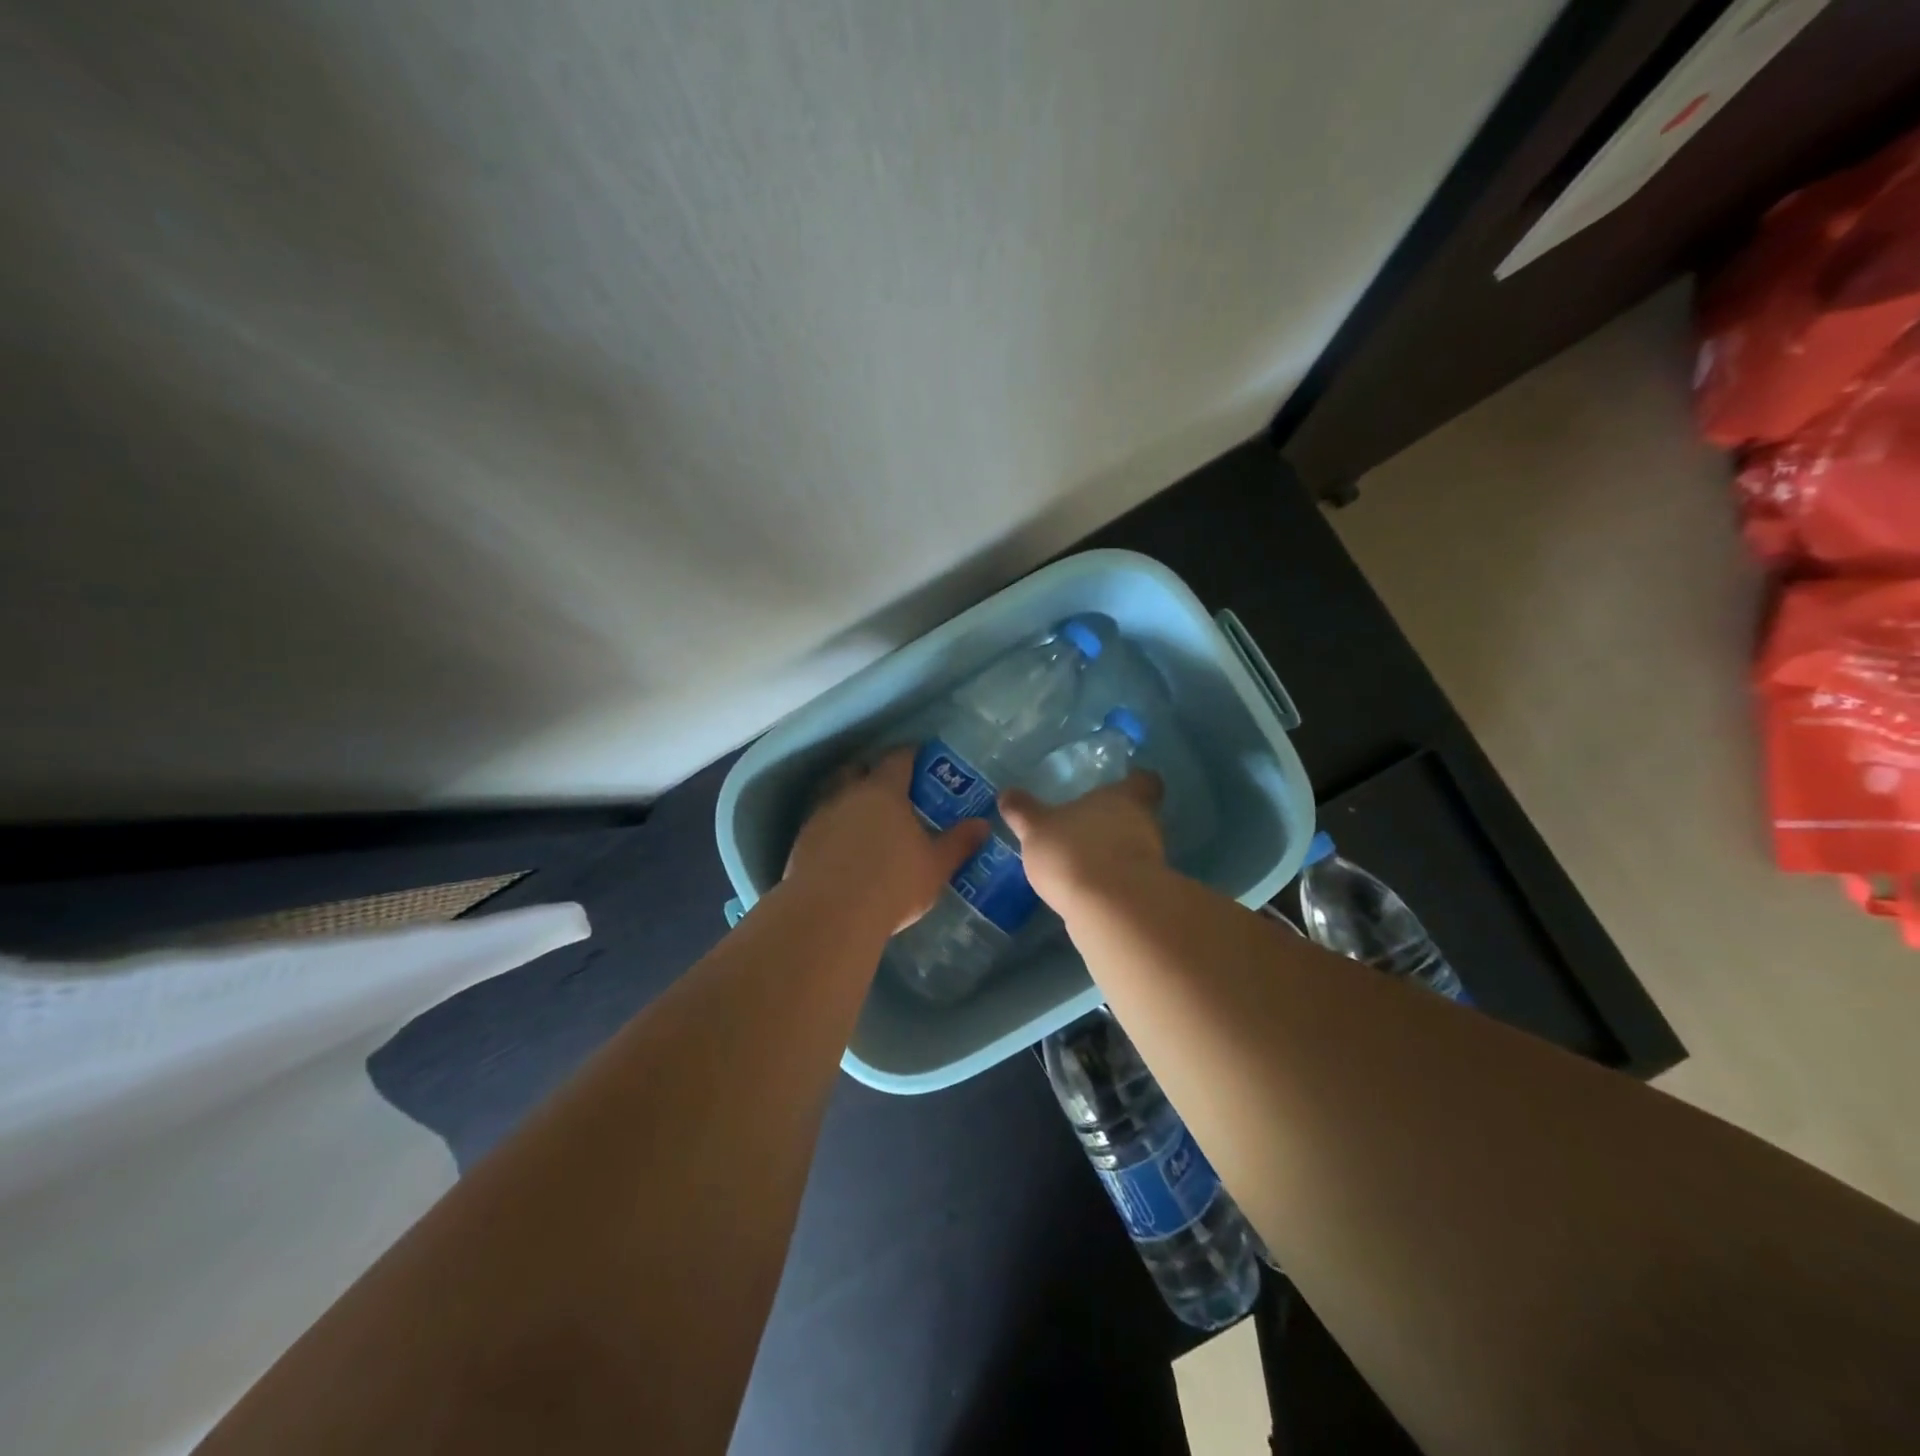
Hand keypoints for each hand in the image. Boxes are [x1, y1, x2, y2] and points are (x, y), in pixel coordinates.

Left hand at [785, 748, 989, 934]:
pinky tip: (841, 845)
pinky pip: (819, 822)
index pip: (898, 758)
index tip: (920, 758)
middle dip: (872, 772)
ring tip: (863, 817)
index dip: (910, 755)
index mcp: (884, 791)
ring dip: (847, 798)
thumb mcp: (935, 866)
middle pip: (858, 769)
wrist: (830, 915)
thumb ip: (958, 843)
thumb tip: (982, 824)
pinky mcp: (801, 842)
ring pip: (833, 793)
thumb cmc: (892, 884)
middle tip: (889, 788)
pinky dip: (832, 826)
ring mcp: (819, 816)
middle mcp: (848, 794)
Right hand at [997, 772, 1166, 915]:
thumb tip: (1006, 794)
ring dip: (1111, 854)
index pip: (1145, 780)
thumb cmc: (1075, 851)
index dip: (1134, 782)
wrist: (1110, 911)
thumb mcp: (1036, 828)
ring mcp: (1150, 861)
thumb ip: (1023, 811)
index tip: (1121, 786)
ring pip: (1134, 849)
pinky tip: (1085, 890)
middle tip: (1084, 828)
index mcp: (1124, 797)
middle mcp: (1145, 823)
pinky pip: (1127, 880)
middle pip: (1139, 816)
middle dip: (1114, 823)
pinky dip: (1110, 882)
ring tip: (1079, 863)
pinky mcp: (1146, 893)